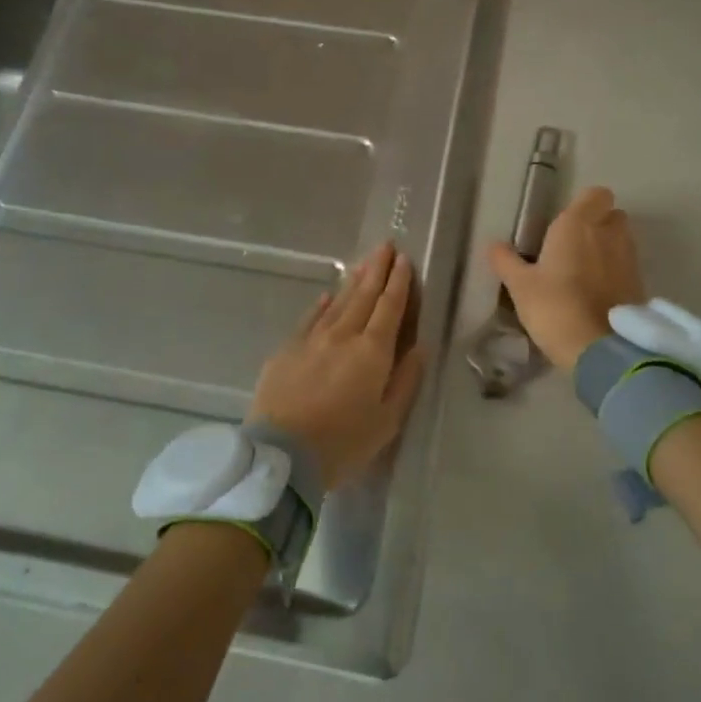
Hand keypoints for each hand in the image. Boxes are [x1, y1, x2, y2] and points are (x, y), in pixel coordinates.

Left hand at [249, 243, 424, 493]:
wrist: (281, 455)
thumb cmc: (343, 443)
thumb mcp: (387, 421)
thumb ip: (405, 380)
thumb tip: (418, 348)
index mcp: (372, 352)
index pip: (390, 307)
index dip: (399, 283)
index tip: (405, 260)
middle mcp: (343, 335)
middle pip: (363, 296)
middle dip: (377, 270)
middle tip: (387, 246)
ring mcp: (311, 340)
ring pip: (337, 302)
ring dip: (353, 281)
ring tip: (364, 263)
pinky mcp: (286, 350)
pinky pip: (309, 319)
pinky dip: (321, 304)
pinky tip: (327, 295)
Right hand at [487, 186, 644, 372]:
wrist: (599, 348)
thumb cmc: (554, 306)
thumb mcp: (520, 286)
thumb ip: (506, 261)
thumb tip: (493, 245)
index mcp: (578, 224)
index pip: (595, 194)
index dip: (584, 205)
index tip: (565, 224)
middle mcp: (609, 233)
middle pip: (613, 215)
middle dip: (599, 225)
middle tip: (573, 247)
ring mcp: (629, 259)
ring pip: (622, 241)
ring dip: (608, 249)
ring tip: (584, 273)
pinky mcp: (640, 285)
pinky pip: (628, 267)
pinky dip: (616, 274)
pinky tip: (597, 295)